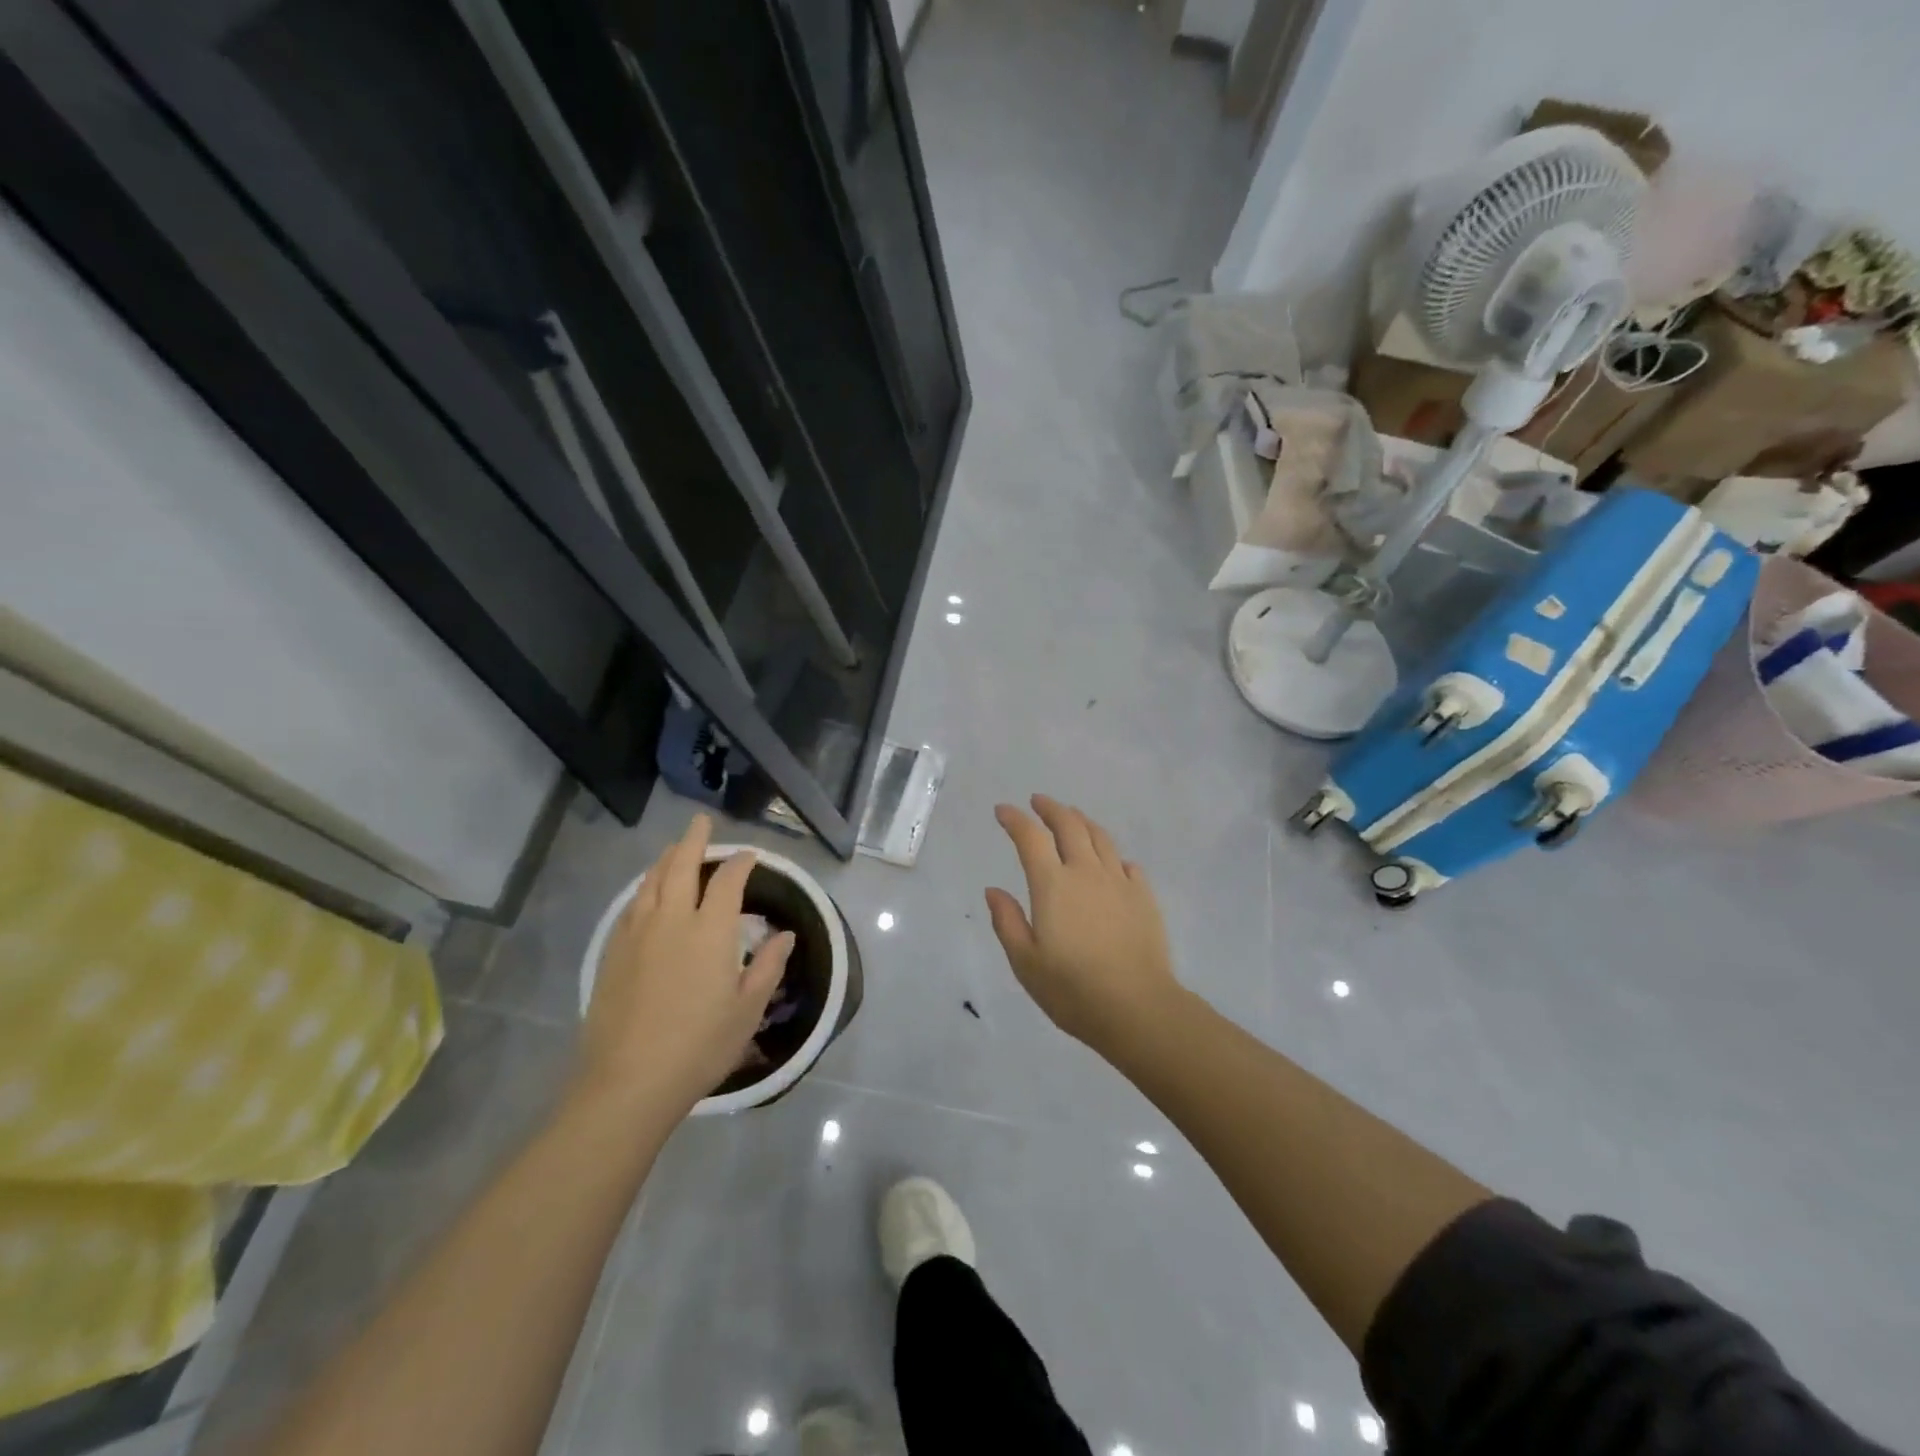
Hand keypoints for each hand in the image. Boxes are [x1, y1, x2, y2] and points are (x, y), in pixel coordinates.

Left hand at [574, 814, 792, 1119]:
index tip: (749, 856)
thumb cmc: (700, 1045)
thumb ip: (768, 966)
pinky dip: (644, 888)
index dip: (740, 863)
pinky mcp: (613, 953)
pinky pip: (631, 905)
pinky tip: (646, 893)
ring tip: (675, 849)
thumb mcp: (748, 1009)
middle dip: (694, 840)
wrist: (629, 1081)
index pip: (728, 881)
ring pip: (651, 882)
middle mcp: (672, 920)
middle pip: (682, 866)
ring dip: (666, 859)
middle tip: (701, 822)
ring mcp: (637, 934)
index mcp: (710, 930)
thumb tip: (785, 934)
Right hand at [986, 796, 1181, 1050]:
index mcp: (1053, 885)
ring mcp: (1119, 882)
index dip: (1015, 819)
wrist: (1137, 1007)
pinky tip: (1111, 862)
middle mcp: (1086, 872)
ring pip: (1100, 837)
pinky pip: (1127, 863)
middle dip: (1050, 808)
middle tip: (1038, 802)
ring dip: (1081, 821)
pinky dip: (1112, 854)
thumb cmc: (1072, 989)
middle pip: (1069, 825)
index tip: (1003, 811)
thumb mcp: (1025, 962)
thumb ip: (1008, 921)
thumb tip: (993, 890)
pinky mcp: (1144, 897)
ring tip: (1072, 817)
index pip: (1030, 838)